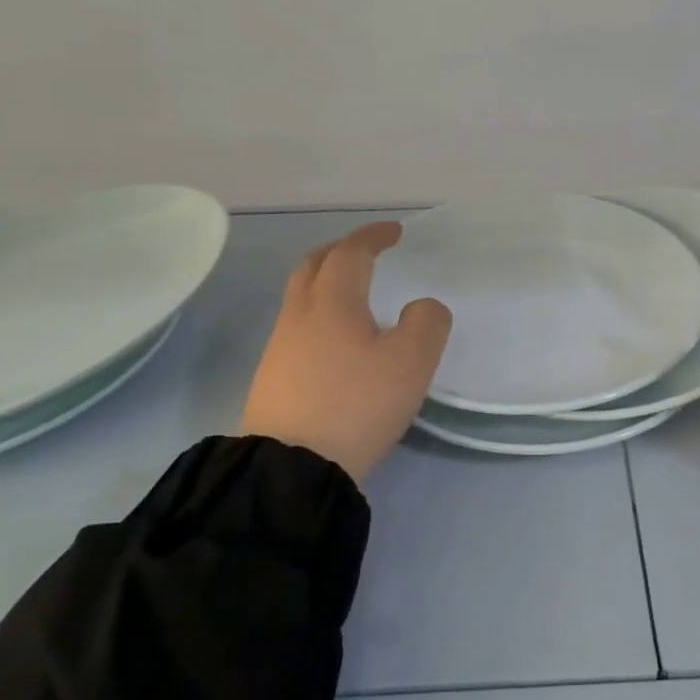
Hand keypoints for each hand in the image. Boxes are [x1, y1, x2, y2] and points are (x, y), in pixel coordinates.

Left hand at [240, 222, 451, 484]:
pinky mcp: (273, 379)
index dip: (372, 236)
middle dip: (340, 251)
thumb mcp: (411, 362)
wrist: (293, 467)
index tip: (394, 232)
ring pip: (300, 297)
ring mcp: (280, 348)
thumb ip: (426, 323)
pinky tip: (335, 341)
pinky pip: (296, 328)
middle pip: (313, 266)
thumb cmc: (357, 404)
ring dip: (325, 283)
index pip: (351, 253)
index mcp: (333, 302)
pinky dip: (319, 315)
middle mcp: (299, 315)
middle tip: (366, 252)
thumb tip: (421, 307)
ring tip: (353, 295)